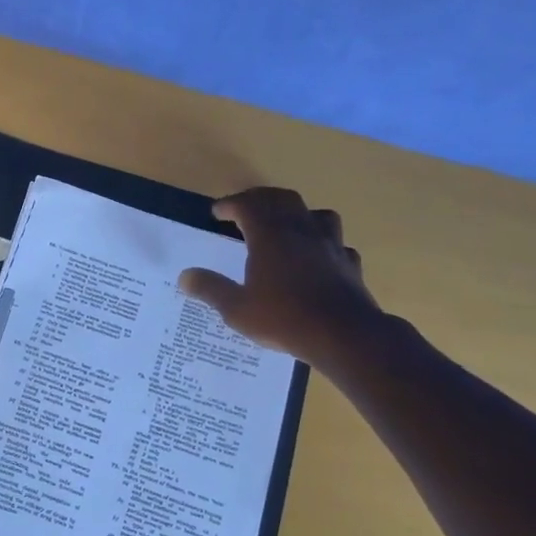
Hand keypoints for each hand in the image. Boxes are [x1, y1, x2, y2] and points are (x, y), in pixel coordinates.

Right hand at [177, 187, 384, 367]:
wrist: (344, 336)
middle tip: (246, 209)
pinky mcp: (350, 263)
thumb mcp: (237, 309)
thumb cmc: (284, 319)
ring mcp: (330, 245)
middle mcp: (301, 231)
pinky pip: (337, 243)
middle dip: (261, 199)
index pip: (248, 205)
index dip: (230, 204)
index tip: (217, 212)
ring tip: (287, 226)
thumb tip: (184, 276)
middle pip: (282, 199)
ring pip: (316, 214)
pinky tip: (319, 257)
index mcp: (270, 237)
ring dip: (298, 213)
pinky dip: (324, 243)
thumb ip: (210, 289)